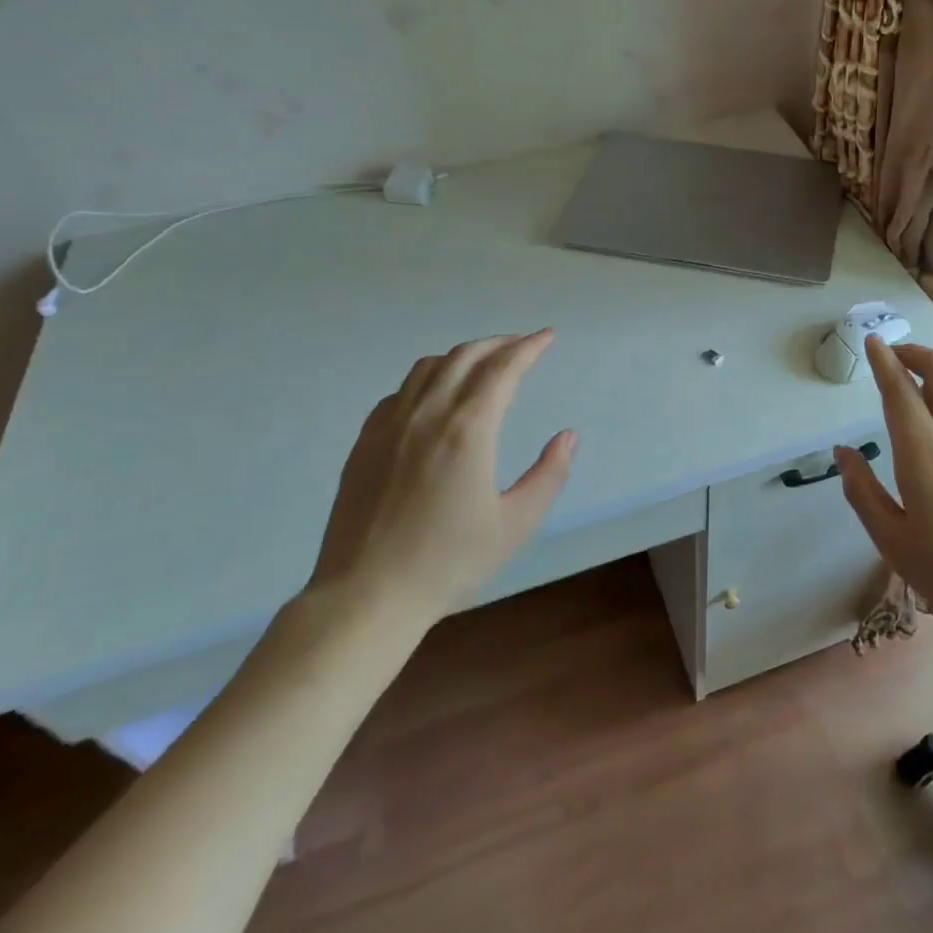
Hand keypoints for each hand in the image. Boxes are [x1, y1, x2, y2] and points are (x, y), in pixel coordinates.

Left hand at [310, 330, 577, 623]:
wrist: (366, 596)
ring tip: (483, 364)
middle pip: (466, 356)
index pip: (503, 369)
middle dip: (499, 343)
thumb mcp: (514, 525)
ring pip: (428, 367)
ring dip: (462, 355)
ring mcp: (390, 425)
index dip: (529, 347)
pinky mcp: (365, 442)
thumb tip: (568, 436)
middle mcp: (427, 414)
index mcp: (467, 430)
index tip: (547, 336)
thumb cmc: (447, 563)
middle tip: (522, 345)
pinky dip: (427, 379)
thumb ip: (548, 475)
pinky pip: (400, 391)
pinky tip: (434, 397)